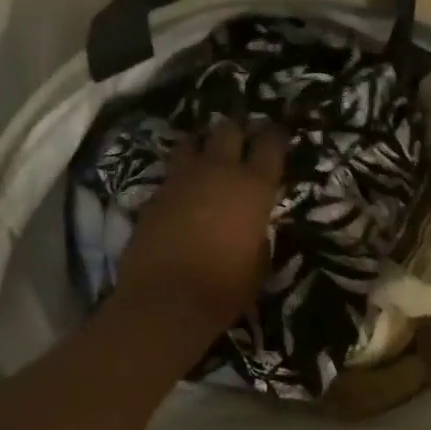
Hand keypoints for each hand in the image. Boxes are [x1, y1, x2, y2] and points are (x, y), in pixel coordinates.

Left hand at [114, 117, 287, 349]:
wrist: (166, 300)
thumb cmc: (225, 288)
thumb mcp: (259, 264)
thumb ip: (258, 235)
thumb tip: (253, 227)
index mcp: (254, 187)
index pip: (270, 143)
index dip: (275, 137)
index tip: (277, 137)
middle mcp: (218, 171)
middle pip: (228, 129)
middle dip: (236, 132)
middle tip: (241, 144)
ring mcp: (182, 179)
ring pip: (192, 141)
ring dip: (202, 147)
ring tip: (207, 160)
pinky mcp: (154, 194)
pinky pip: (171, 173)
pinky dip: (180, 177)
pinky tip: (183, 192)